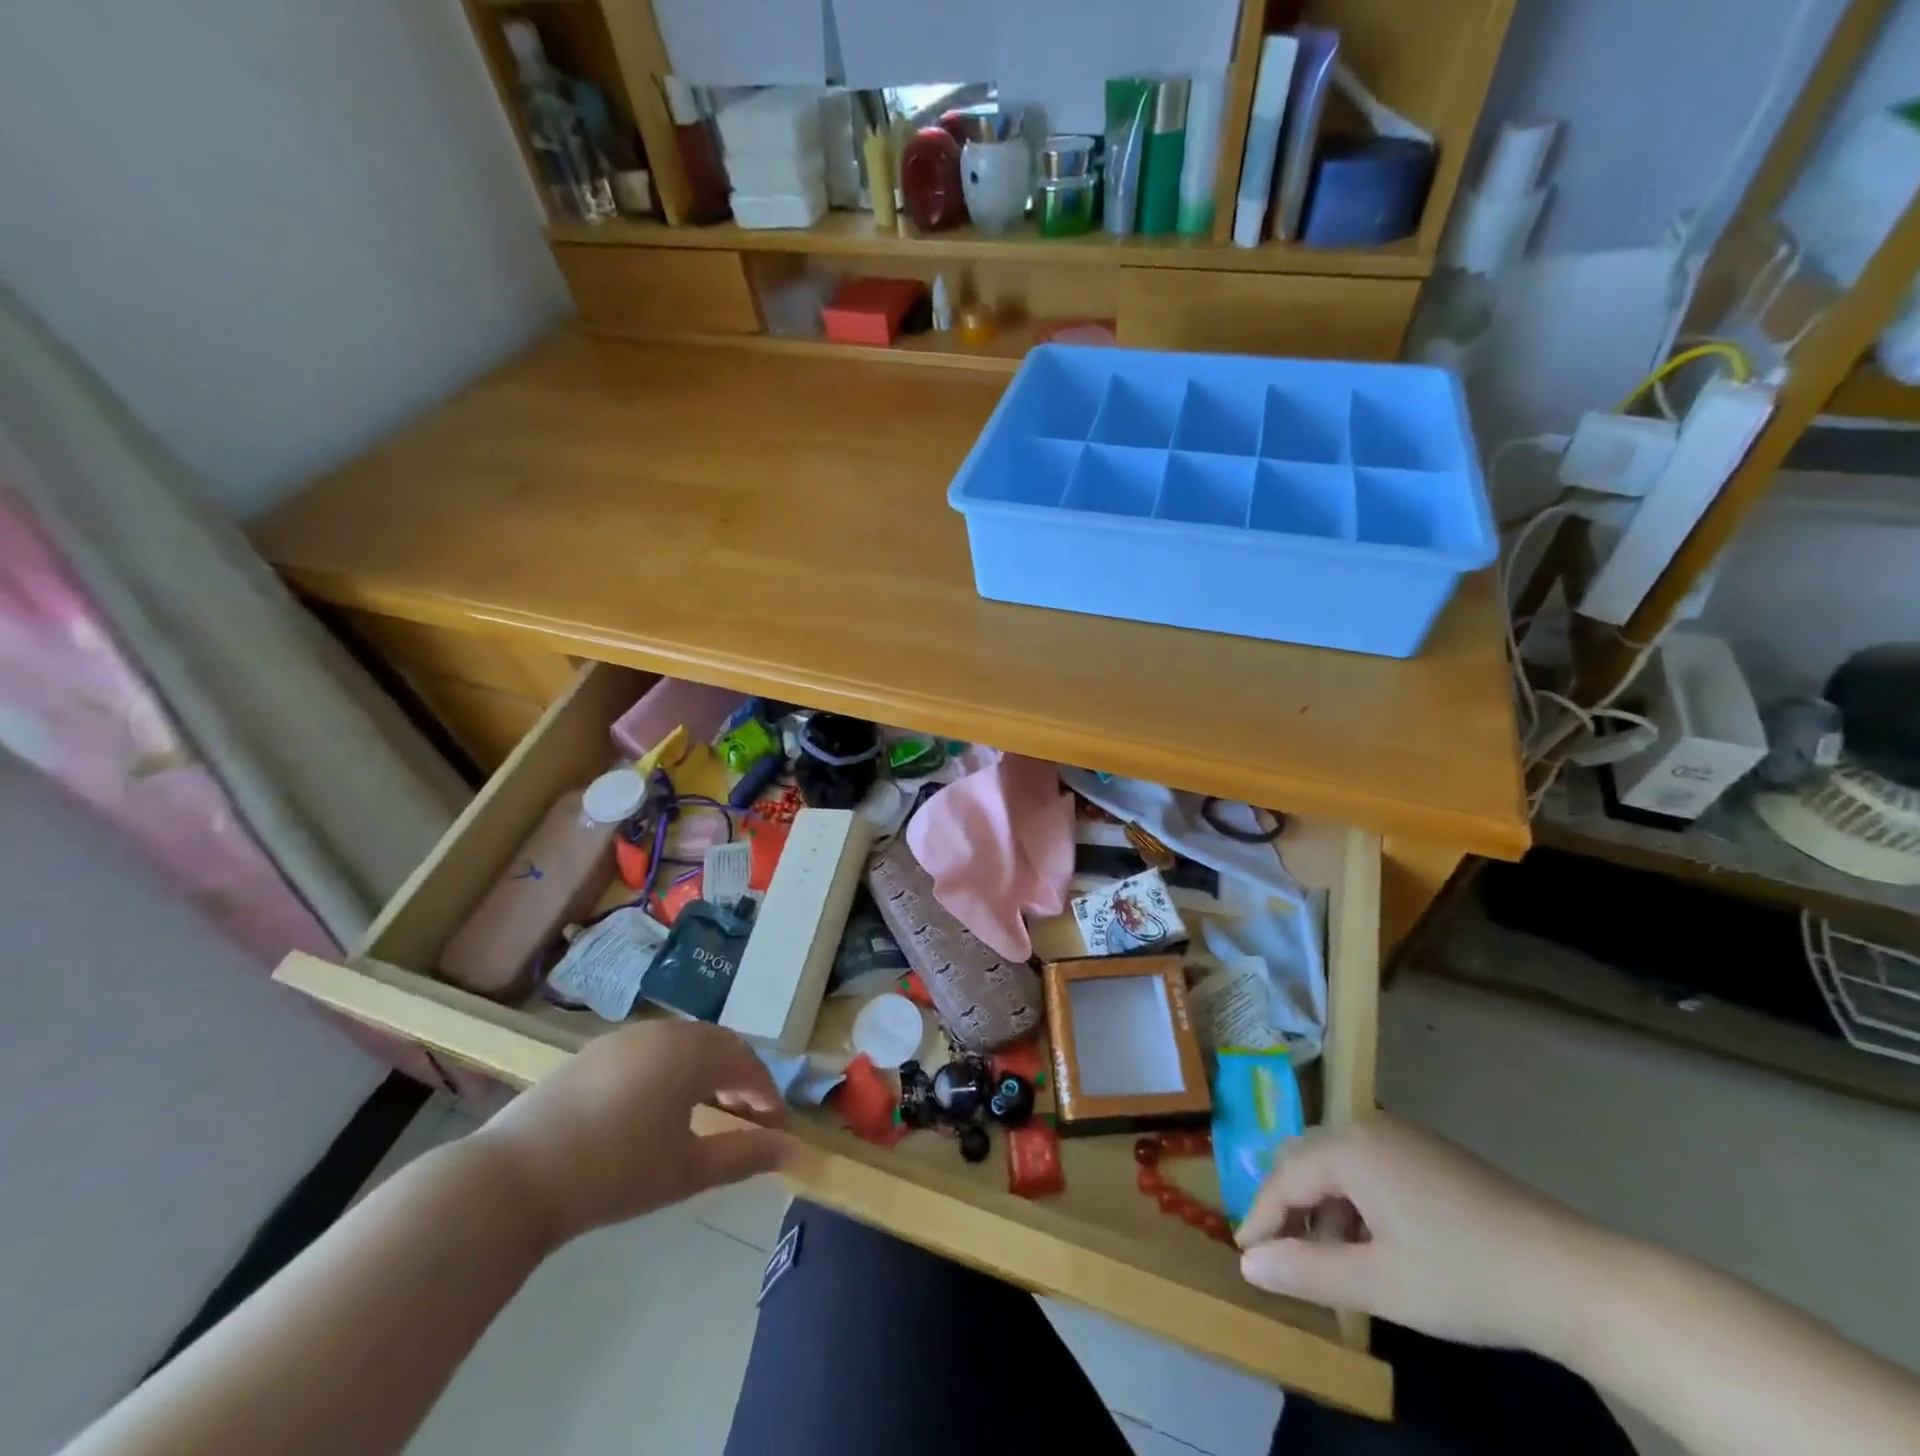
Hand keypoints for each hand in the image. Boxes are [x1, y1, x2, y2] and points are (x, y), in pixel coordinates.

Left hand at [472, 1021, 796, 1244]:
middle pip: (717, 1046)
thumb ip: (744, 1155)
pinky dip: (669, 1070)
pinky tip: (656, 1106)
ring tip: (705, 1110)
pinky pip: (650, 1050)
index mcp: (692, 1052)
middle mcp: (664, 1032)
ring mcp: (625, 1038)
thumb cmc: (614, 1173)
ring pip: (682, 1045)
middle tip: (747, 1116)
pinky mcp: (594, 1051)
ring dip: (704, 1071)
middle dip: (738, 1078)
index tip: (776, 1126)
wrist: (515, 1177)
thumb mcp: (686, 1170)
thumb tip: (793, 1150)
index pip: (746, 1064)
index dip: (766, 1094)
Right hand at [1236, 1114, 1606, 1352]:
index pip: (1284, 1176)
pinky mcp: (1427, 1149)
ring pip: (1337, 1163)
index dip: (1261, 1216)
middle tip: (1285, 1257)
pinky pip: (1368, 1164)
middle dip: (1290, 1207)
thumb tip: (1247, 1263)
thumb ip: (1306, 1271)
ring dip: (1325, 1206)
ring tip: (1335, 1262)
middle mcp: (1367, 1126)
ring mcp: (1401, 1134)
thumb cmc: (1465, 1278)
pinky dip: (1356, 1200)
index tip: (1244, 1254)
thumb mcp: (1379, 1285)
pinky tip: (1376, 1243)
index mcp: (1349, 1148)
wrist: (1573, 1277)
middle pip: (1305, 1159)